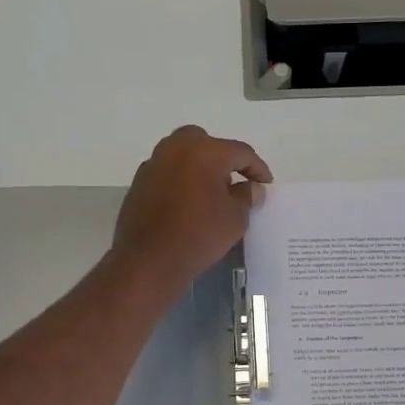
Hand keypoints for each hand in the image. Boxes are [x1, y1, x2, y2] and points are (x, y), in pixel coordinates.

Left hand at [110, 126, 272, 295]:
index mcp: (205, 152)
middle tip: (234, 181)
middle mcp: (177, 148)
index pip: (240, 152)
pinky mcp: (139, 181)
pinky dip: (180, 179)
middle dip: (223, 158)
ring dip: (199, 166)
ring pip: (183, 154)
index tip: (265, 184)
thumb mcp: (235, 219)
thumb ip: (247, 197)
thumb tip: (251, 188)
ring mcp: (154, 163)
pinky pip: (167, 171)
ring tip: (210, 191)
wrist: (148, 260)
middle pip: (207, 143)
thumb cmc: (199, 236)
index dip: (257, 168)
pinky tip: (187, 201)